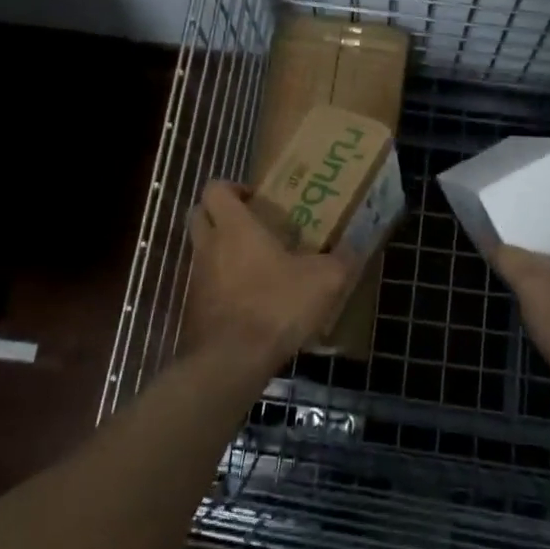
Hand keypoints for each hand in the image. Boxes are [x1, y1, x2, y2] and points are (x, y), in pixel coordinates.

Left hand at [186, 181, 356, 380]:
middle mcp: (209, 246)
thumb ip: (340, 261)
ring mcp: (197, 278)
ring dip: (222, 251)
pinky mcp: (195, 308)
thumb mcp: (323, 281)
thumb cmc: (276, 306)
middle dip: (220, 214)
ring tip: (257, 265)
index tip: (255, 198)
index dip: (231, 187)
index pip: (215, 189)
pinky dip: (222, 284)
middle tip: (252, 224)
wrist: (232, 361)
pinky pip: (206, 284)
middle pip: (199, 215)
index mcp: (234, 227)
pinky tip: (251, 300)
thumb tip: (354, 250)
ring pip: (202, 251)